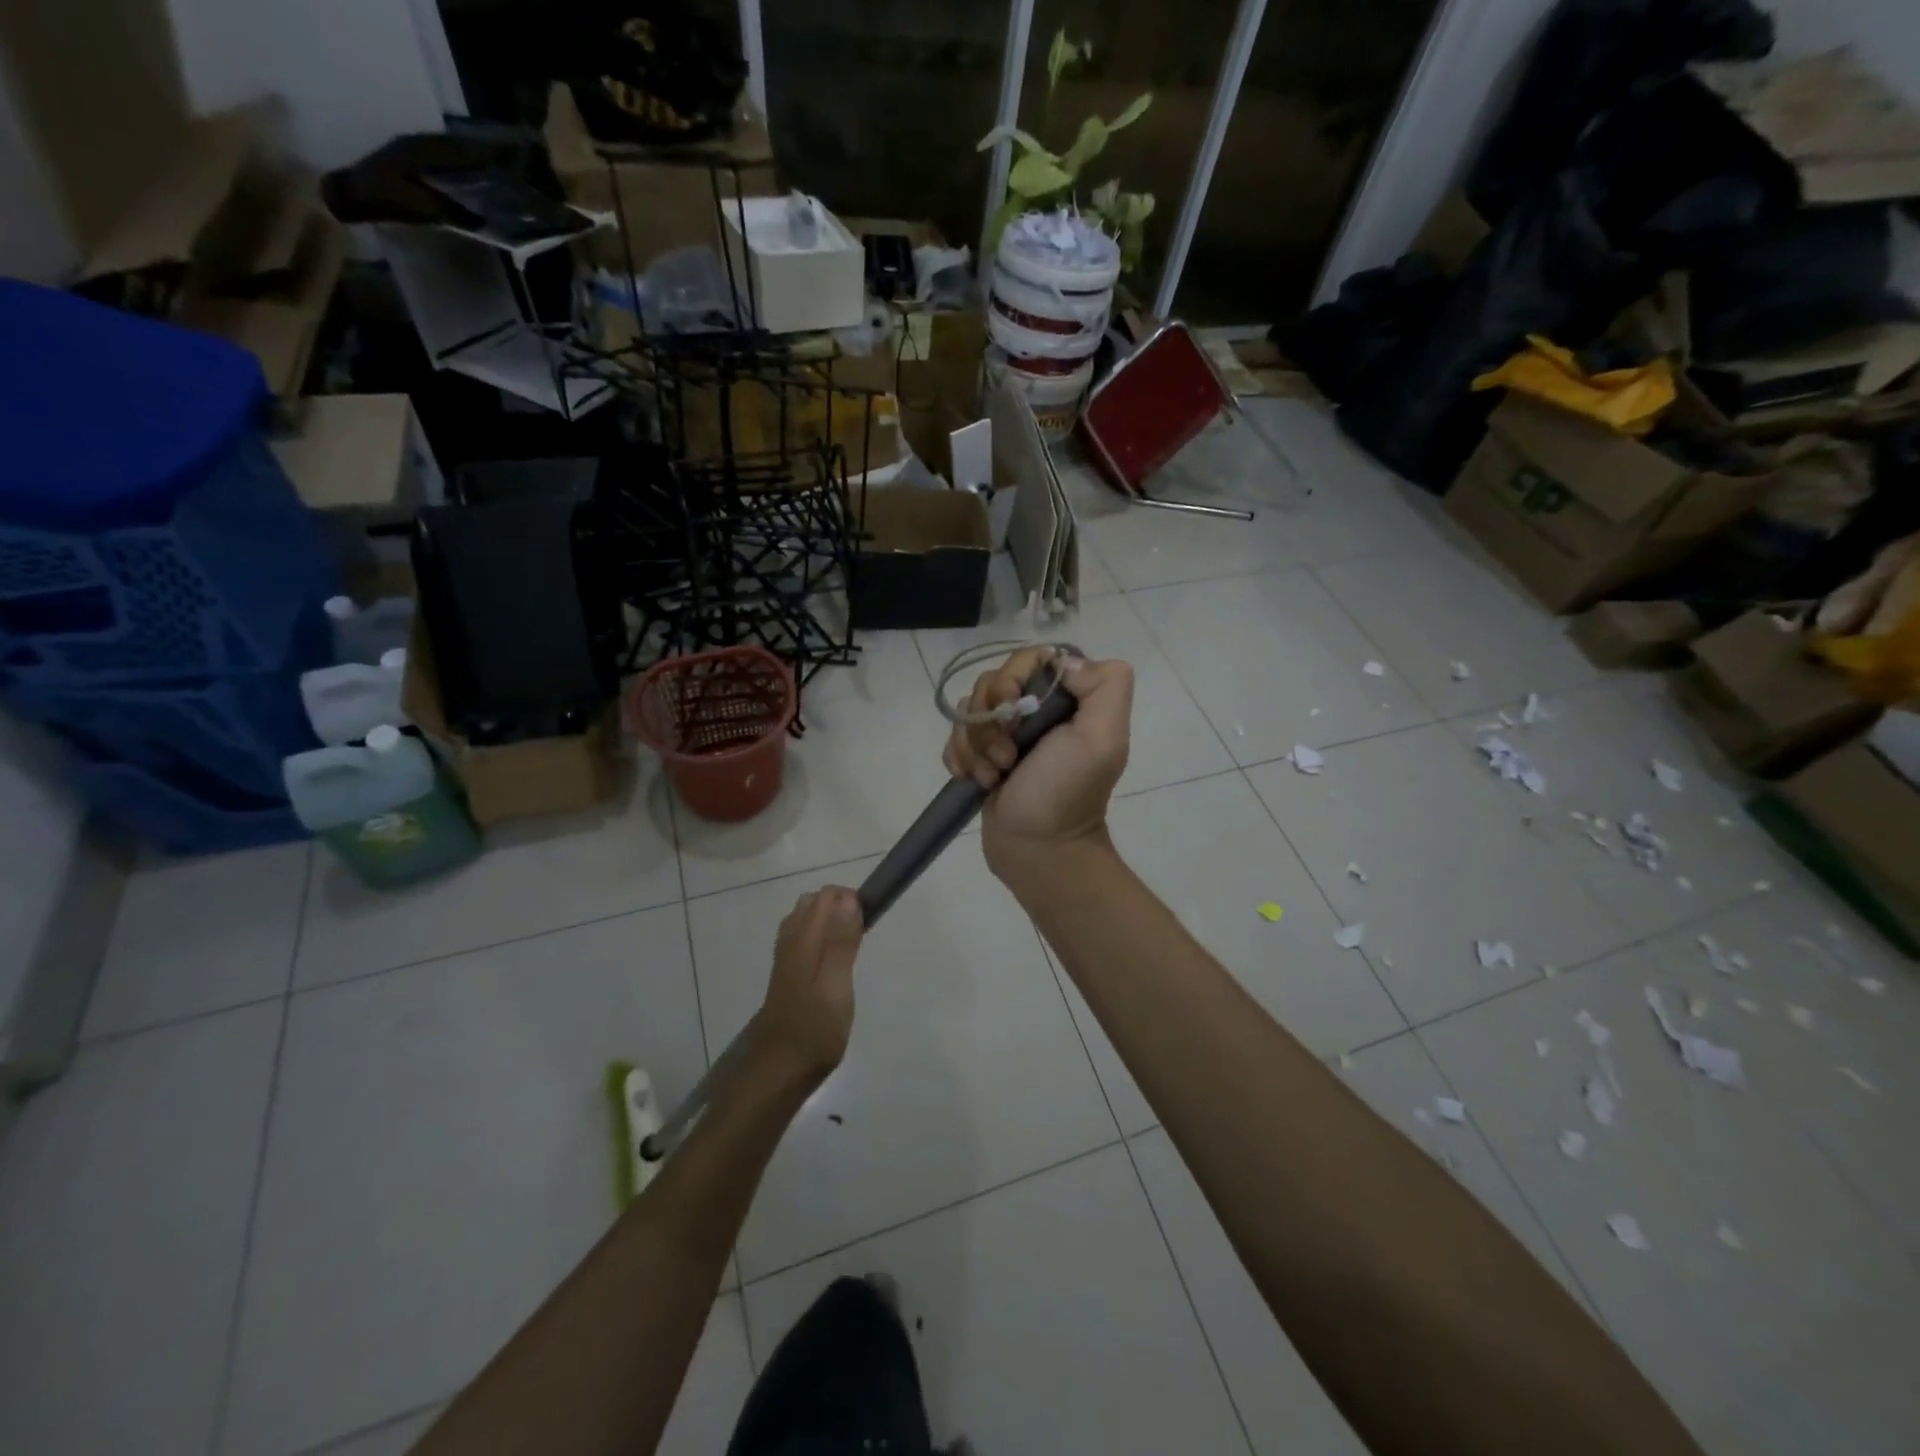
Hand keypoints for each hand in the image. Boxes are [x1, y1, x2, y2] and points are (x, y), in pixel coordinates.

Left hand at [755, 886, 863, 1082]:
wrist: (779, 1070)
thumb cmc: (815, 1029)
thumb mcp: (836, 985)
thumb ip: (841, 941)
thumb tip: (849, 898)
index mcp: (804, 939)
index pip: (826, 895)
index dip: (850, 900)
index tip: (868, 922)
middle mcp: (790, 941)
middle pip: (813, 903)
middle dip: (839, 906)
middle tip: (861, 935)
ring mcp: (785, 958)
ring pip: (806, 920)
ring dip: (829, 921)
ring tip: (851, 946)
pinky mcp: (786, 975)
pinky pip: (802, 938)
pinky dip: (820, 937)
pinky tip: (831, 960)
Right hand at [942, 647, 1132, 890]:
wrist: (1038, 851)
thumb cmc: (1066, 793)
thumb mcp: (1103, 738)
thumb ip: (1104, 686)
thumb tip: (1067, 663)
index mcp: (1067, 699)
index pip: (1029, 659)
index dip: (1011, 677)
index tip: (1013, 709)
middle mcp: (1037, 710)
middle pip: (992, 682)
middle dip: (990, 720)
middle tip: (1006, 756)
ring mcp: (1006, 733)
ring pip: (970, 710)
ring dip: (975, 745)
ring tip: (994, 777)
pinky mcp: (982, 756)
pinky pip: (956, 737)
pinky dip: (960, 758)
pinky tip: (976, 781)